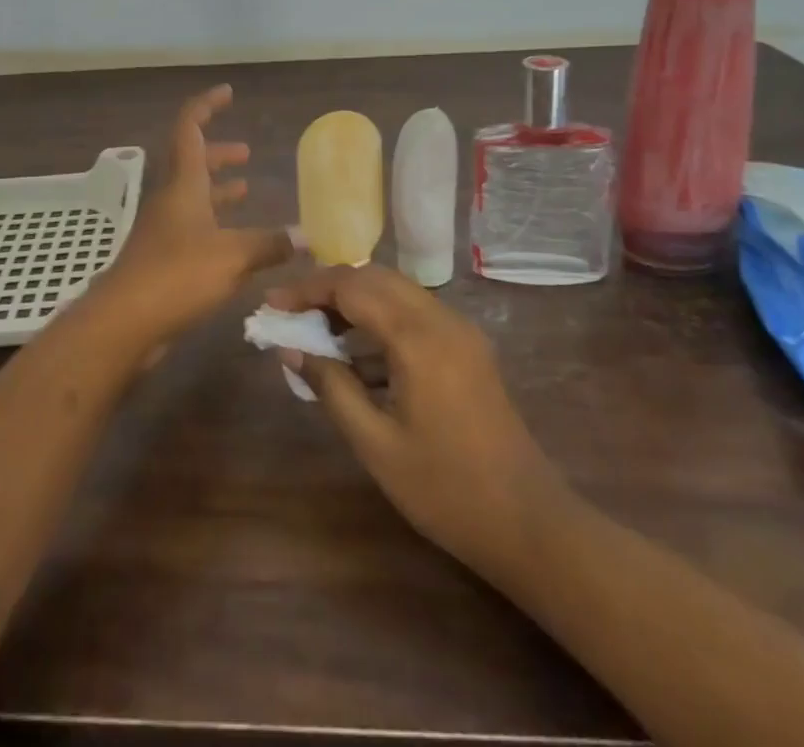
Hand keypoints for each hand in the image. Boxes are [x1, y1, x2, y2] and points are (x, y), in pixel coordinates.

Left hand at [86, 85, 292, 351]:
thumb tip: (309, 236)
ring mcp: (163, 230)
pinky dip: (215, 225)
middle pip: (191, 162)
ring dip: (217, 189)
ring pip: (192, 197)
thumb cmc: (177, 275)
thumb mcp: (233, 256)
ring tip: (245, 190)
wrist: (124, 322)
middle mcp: (170, 199)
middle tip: (246, 152)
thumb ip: (270, 244)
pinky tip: (236, 243)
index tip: (228, 92)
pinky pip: (192, 228)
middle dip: (218, 153)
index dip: (207, 105)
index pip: (189, 128)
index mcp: (183, 184)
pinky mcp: (162, 259)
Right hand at [264, 265, 566, 576]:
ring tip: (318, 333)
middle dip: (330, 288)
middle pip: (375, 278)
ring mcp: (460, 332)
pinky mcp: (468, 349)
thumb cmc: (446, 489)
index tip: (273, 305)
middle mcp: (441, 320)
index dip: (307, 290)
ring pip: (396, 292)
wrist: (530, 525)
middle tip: (293, 314)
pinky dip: (380, 322)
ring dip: (355, 302)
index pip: (352, 287)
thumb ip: (331, 387)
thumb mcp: (376, 444)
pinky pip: (414, 316)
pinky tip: (358, 360)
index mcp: (418, 338)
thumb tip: (291, 348)